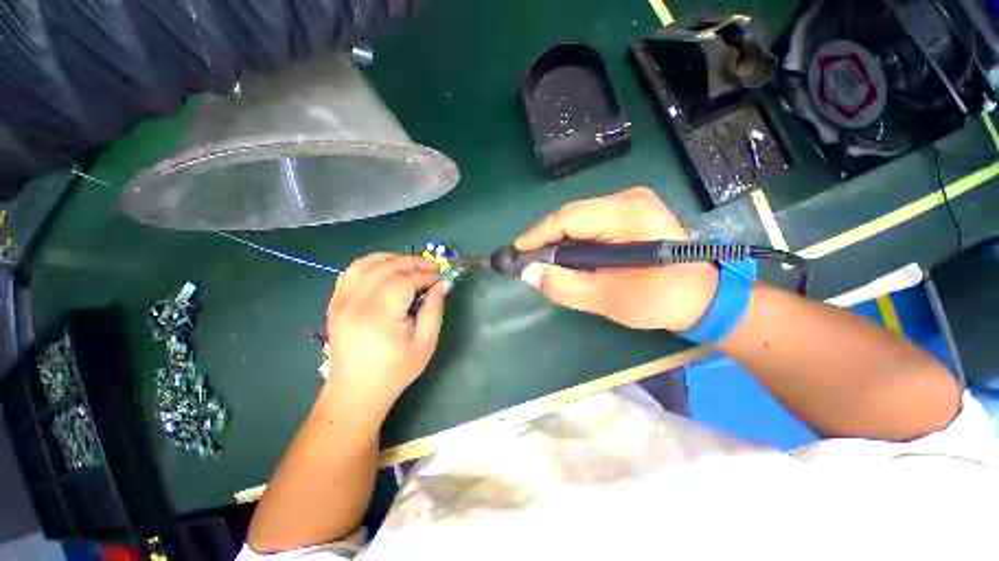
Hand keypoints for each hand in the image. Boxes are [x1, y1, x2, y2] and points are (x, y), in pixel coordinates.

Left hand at [324, 254, 446, 416]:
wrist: (355, 391)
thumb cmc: (395, 371)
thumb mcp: (425, 344)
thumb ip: (434, 310)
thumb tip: (443, 284)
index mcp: (378, 315)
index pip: (404, 281)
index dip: (426, 275)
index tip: (441, 278)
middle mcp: (355, 302)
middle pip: (387, 267)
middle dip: (414, 263)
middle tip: (433, 267)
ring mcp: (341, 300)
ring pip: (367, 263)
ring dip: (394, 259)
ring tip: (413, 266)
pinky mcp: (336, 302)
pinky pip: (352, 271)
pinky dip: (372, 263)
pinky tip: (387, 269)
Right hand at [515, 187, 718, 330]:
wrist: (704, 297)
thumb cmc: (660, 299)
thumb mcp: (608, 298)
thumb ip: (565, 286)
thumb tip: (528, 273)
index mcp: (627, 214)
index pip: (570, 217)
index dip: (538, 234)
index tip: (516, 251)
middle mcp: (628, 199)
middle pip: (572, 216)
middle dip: (547, 239)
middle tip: (529, 260)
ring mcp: (631, 204)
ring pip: (579, 220)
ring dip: (560, 241)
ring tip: (544, 261)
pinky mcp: (631, 214)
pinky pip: (591, 224)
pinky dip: (575, 241)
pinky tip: (568, 256)